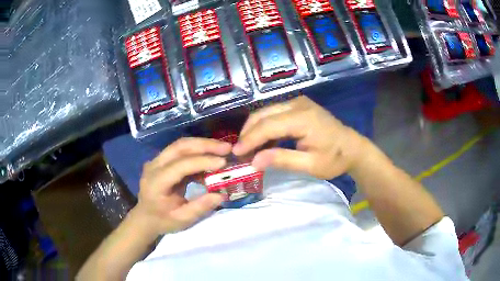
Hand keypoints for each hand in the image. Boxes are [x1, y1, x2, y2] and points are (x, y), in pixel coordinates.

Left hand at [134, 138, 231, 237]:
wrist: (145, 217)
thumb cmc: (162, 221)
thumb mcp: (182, 220)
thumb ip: (200, 207)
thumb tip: (221, 194)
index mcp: (156, 182)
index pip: (180, 165)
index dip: (202, 162)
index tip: (223, 162)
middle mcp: (154, 166)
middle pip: (180, 147)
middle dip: (205, 145)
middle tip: (226, 148)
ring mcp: (157, 160)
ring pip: (181, 145)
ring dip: (203, 145)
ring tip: (222, 149)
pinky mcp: (162, 160)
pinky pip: (181, 151)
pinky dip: (198, 152)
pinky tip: (211, 159)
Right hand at [233, 96, 367, 178]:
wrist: (352, 147)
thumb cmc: (334, 158)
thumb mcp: (310, 165)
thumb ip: (282, 160)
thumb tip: (254, 162)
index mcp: (303, 118)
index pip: (268, 126)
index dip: (250, 140)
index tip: (236, 153)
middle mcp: (298, 104)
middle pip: (263, 114)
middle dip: (248, 133)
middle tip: (239, 152)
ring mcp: (298, 102)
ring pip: (266, 112)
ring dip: (254, 129)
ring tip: (247, 148)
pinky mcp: (298, 105)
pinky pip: (274, 113)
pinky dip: (264, 126)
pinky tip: (261, 140)